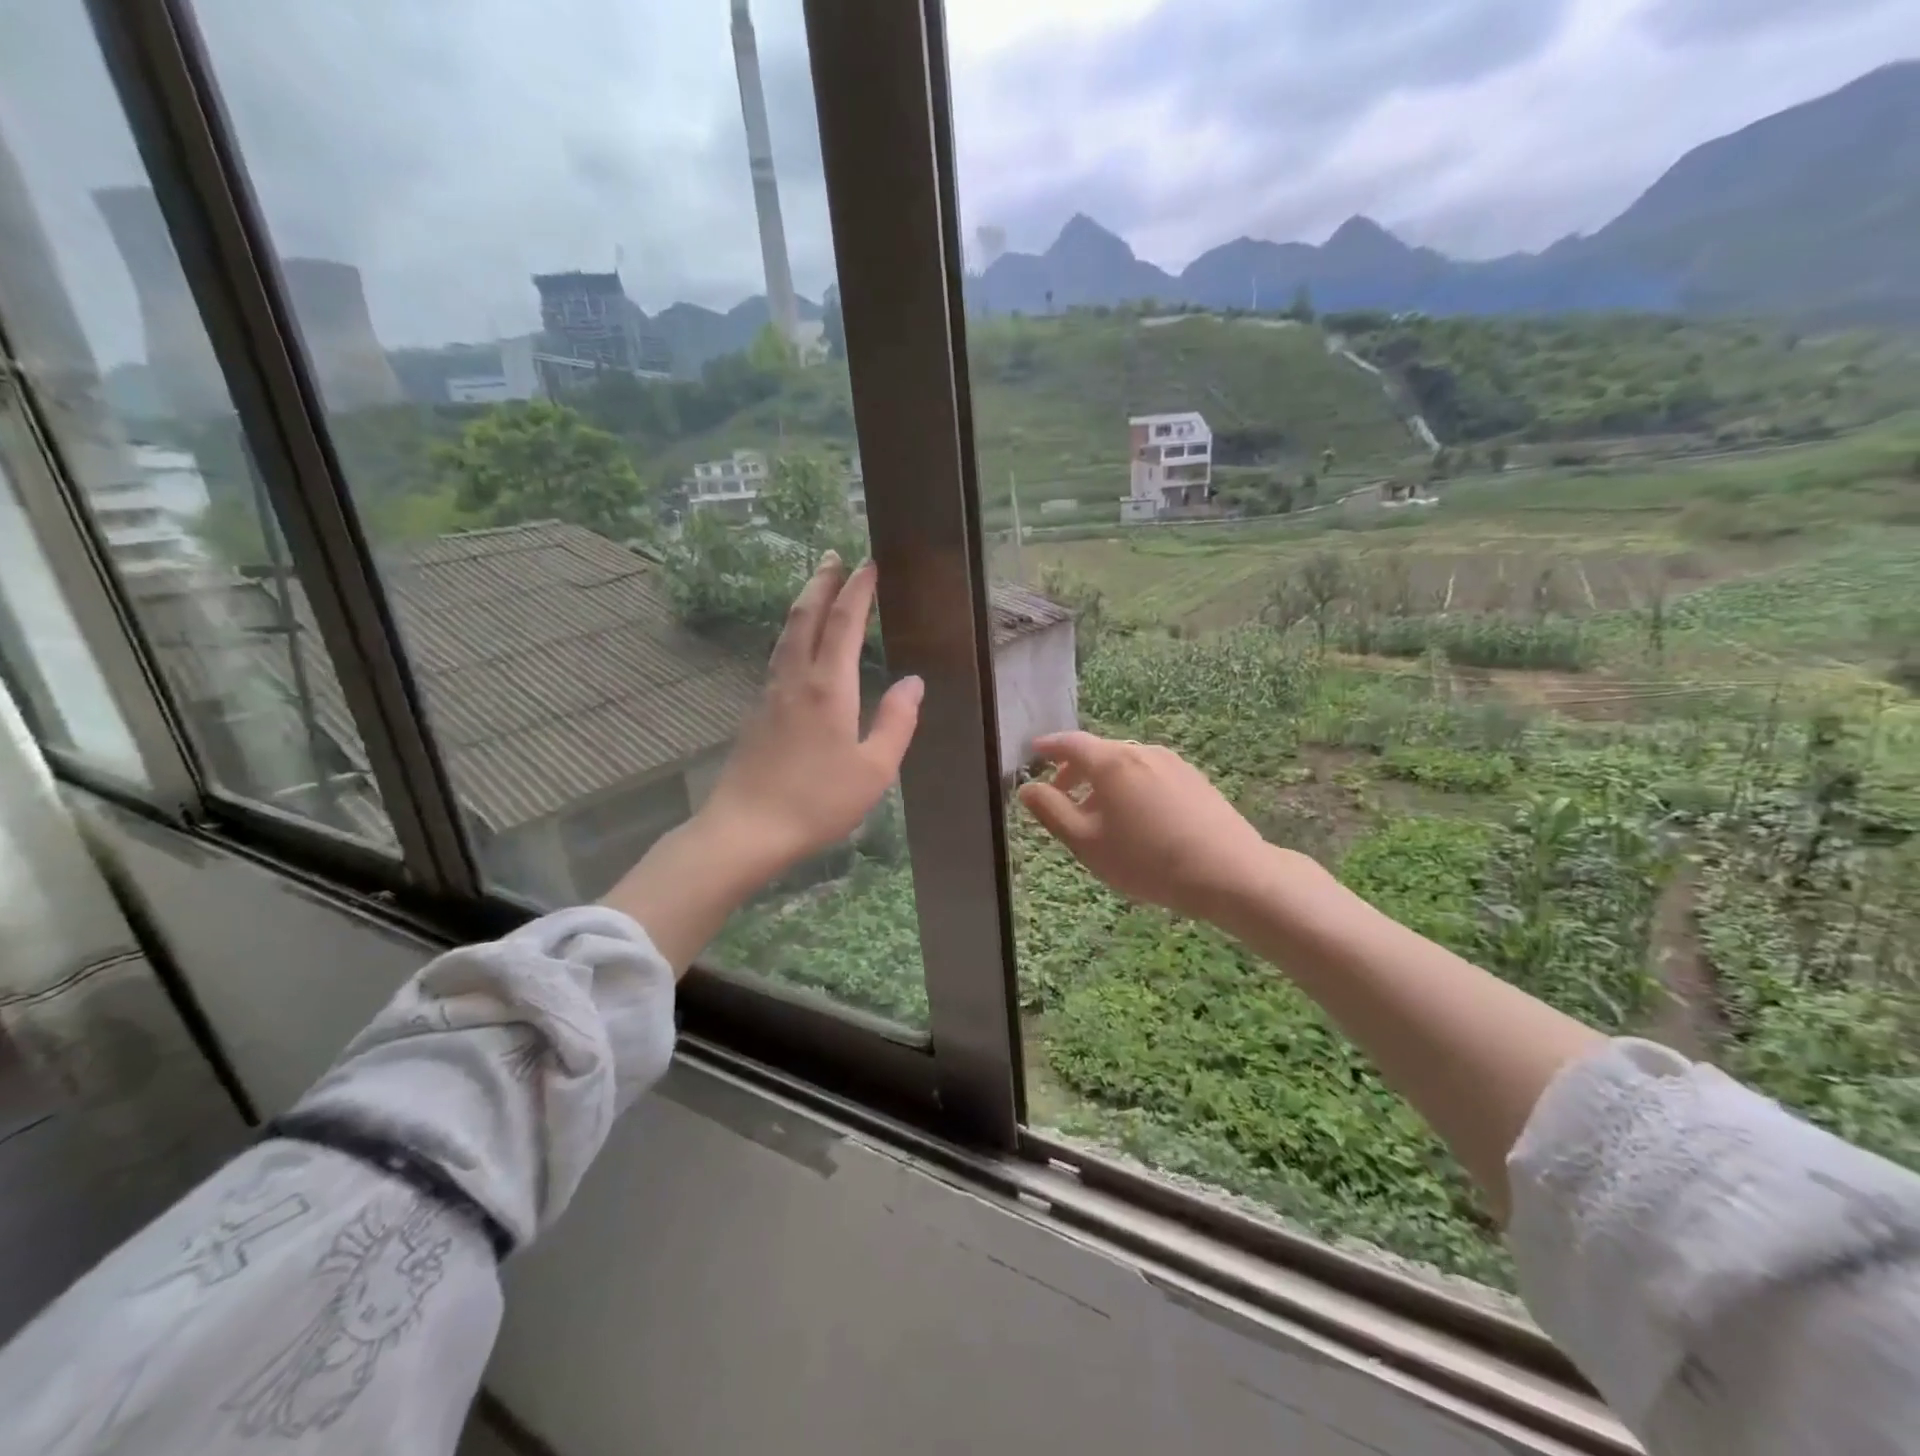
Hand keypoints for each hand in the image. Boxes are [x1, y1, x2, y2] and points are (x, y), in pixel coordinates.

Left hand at [699, 553, 922, 880]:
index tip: (868, 564)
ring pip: (786, 633)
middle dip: (822, 582)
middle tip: (834, 556)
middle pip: (805, 616)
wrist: (747, 829)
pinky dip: (793, 632)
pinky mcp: (758, 711)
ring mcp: (770, 693)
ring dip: (803, 603)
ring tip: (816, 587)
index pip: (844, 623)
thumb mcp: (874, 769)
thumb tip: (914, 682)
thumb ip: (896, 722)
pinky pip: (778, 655)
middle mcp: (795, 678)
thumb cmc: (818, 801)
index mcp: (828, 687)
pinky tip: (797, 642)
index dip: (857, 590)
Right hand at [1017, 732, 1276, 922]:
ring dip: (1104, 783)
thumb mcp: (1086, 842)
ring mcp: (1173, 762)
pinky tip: (1139, 821)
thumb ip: (1052, 812)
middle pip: (1099, 753)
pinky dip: (1131, 787)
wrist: (1229, 873)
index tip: (1034, 752)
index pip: (1070, 743)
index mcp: (1111, 762)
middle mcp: (1141, 751)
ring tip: (1101, 818)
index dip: (1049, 747)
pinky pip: (1150, 774)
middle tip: (1062, 797)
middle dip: (1076, 771)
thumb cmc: (1147, 860)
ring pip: (1126, 765)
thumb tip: (1027, 788)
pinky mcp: (1195, 778)